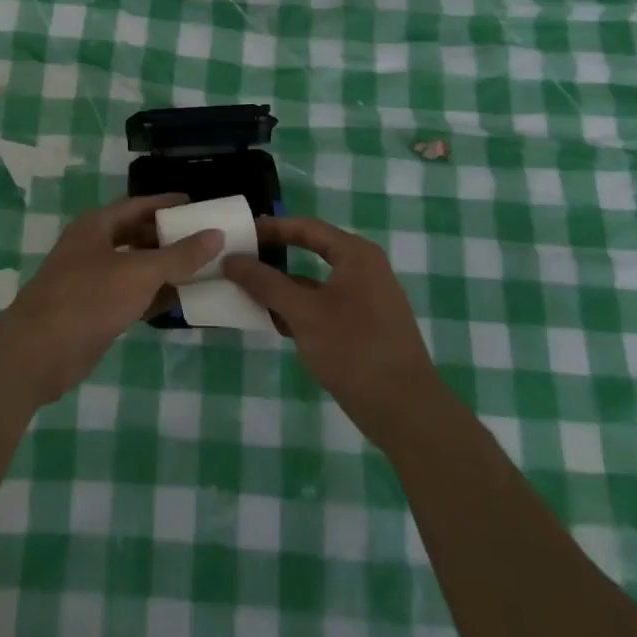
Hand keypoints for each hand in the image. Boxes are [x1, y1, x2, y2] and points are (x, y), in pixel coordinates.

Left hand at [0, 194, 221, 403]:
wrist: (39, 353)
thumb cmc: (88, 299)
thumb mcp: (140, 272)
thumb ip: (179, 255)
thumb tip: (216, 234)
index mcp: (96, 226)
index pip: (137, 205)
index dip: (166, 203)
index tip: (197, 205)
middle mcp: (92, 248)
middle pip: (136, 235)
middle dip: (168, 237)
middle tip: (204, 239)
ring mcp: (90, 281)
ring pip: (134, 268)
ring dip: (164, 269)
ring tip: (201, 269)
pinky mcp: (93, 311)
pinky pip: (130, 295)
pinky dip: (152, 296)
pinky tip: (180, 301)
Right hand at [224, 215, 441, 440]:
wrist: (404, 409)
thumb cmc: (353, 349)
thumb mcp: (303, 313)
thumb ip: (266, 283)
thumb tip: (232, 260)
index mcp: (356, 255)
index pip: (307, 228)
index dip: (273, 227)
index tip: (241, 232)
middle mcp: (365, 269)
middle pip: (313, 252)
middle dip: (276, 259)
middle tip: (241, 261)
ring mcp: (368, 299)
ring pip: (317, 284)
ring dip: (285, 288)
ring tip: (248, 293)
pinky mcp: (366, 326)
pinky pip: (326, 306)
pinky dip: (301, 310)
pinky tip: (275, 323)